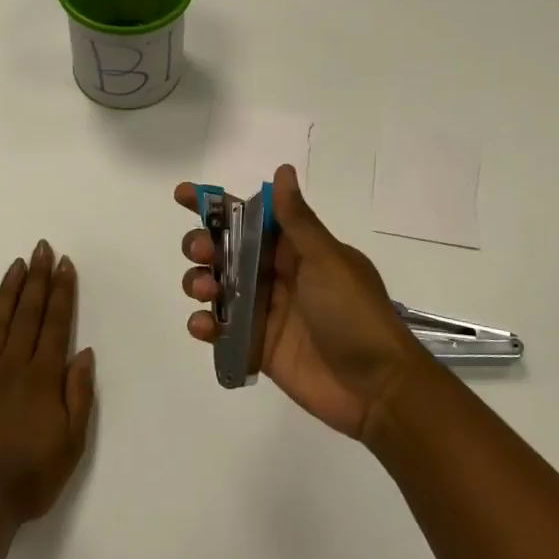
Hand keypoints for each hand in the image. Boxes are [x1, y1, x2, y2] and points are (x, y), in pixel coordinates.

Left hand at [0, 241, 95, 521]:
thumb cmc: (32, 476)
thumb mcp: (72, 441)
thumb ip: (79, 394)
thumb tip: (83, 352)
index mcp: (44, 377)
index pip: (56, 324)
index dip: (62, 292)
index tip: (64, 264)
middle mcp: (13, 366)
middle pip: (28, 314)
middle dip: (37, 279)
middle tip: (41, 248)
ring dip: (8, 291)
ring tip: (16, 264)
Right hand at [176, 165, 428, 439]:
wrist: (375, 387)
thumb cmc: (354, 314)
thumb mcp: (327, 260)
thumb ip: (297, 221)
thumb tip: (283, 170)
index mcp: (297, 249)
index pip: (251, 217)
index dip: (217, 205)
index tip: (183, 195)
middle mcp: (277, 274)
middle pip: (226, 250)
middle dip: (203, 244)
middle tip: (201, 251)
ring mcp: (265, 311)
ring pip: (218, 286)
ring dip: (199, 281)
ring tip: (206, 290)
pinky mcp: (256, 346)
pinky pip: (222, 329)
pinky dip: (205, 324)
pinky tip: (205, 326)